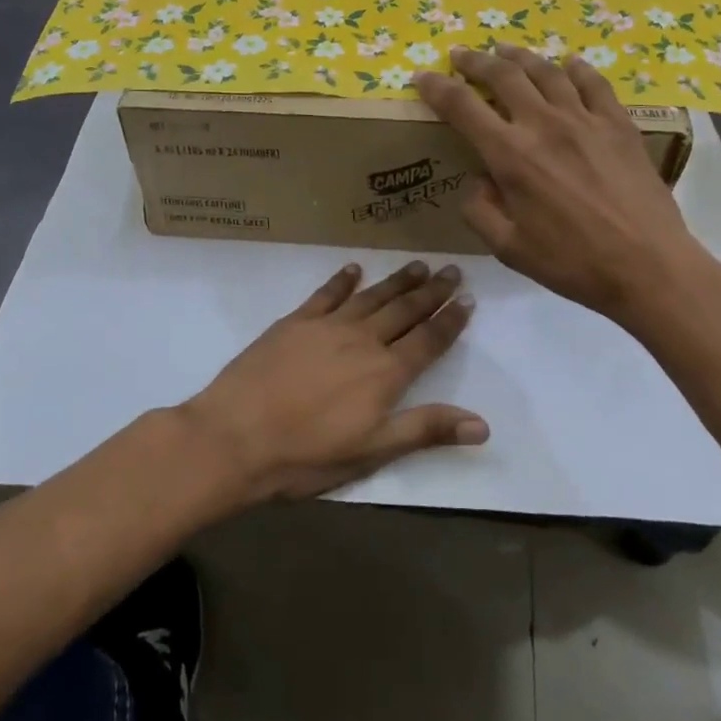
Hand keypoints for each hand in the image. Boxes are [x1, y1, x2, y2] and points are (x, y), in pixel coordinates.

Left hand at [181, 261, 486, 502]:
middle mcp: (362, 340)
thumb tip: (483, 424)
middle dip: (431, 291)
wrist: (236, 436)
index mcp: (385, 373)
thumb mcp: (372, 453)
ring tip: (418, 265)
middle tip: (452, 270)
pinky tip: (353, 269)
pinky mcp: (295, 321)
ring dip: (397, 280)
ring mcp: (327, 326)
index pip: (428, 340)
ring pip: (372, 296)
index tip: (467, 298)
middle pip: (404, 310)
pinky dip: (342, 280)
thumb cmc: (307, 455)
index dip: (449, 320)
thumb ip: (426, 430)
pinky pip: (326, 293)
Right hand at [414, 46, 710, 326]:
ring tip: (505, 49)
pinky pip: (593, 83)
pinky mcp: (618, 124)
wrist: (648, 265)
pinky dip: (576, 68)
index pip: (462, 106)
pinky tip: (568, 63)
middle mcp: (543, 124)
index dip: (436, 87)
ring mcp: (584, 119)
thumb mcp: (508, 248)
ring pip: (546, 71)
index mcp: (510, 155)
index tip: (422, 76)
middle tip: (461, 55)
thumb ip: (480, 211)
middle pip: (503, 75)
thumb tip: (478, 182)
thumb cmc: (572, 262)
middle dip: (475, 61)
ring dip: (519, 56)